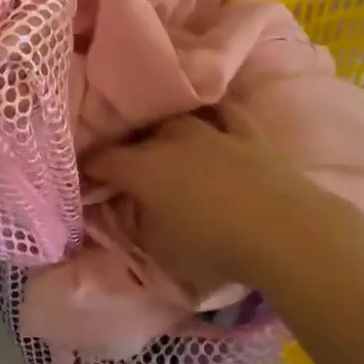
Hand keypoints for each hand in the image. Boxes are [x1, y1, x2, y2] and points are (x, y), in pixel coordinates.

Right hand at [84, 109, 363, 293]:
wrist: (282, 230)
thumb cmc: (214, 247)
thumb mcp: (162, 251)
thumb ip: (140, 224)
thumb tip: (132, 207)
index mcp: (145, 169)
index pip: (105, 161)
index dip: (89, 167)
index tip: (81, 173)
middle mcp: (173, 140)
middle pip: (140, 134)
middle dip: (126, 144)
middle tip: (122, 159)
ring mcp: (213, 130)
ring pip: (179, 117)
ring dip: (165, 126)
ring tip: (160, 135)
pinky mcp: (248, 132)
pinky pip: (225, 112)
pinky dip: (213, 114)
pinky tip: (210, 115)